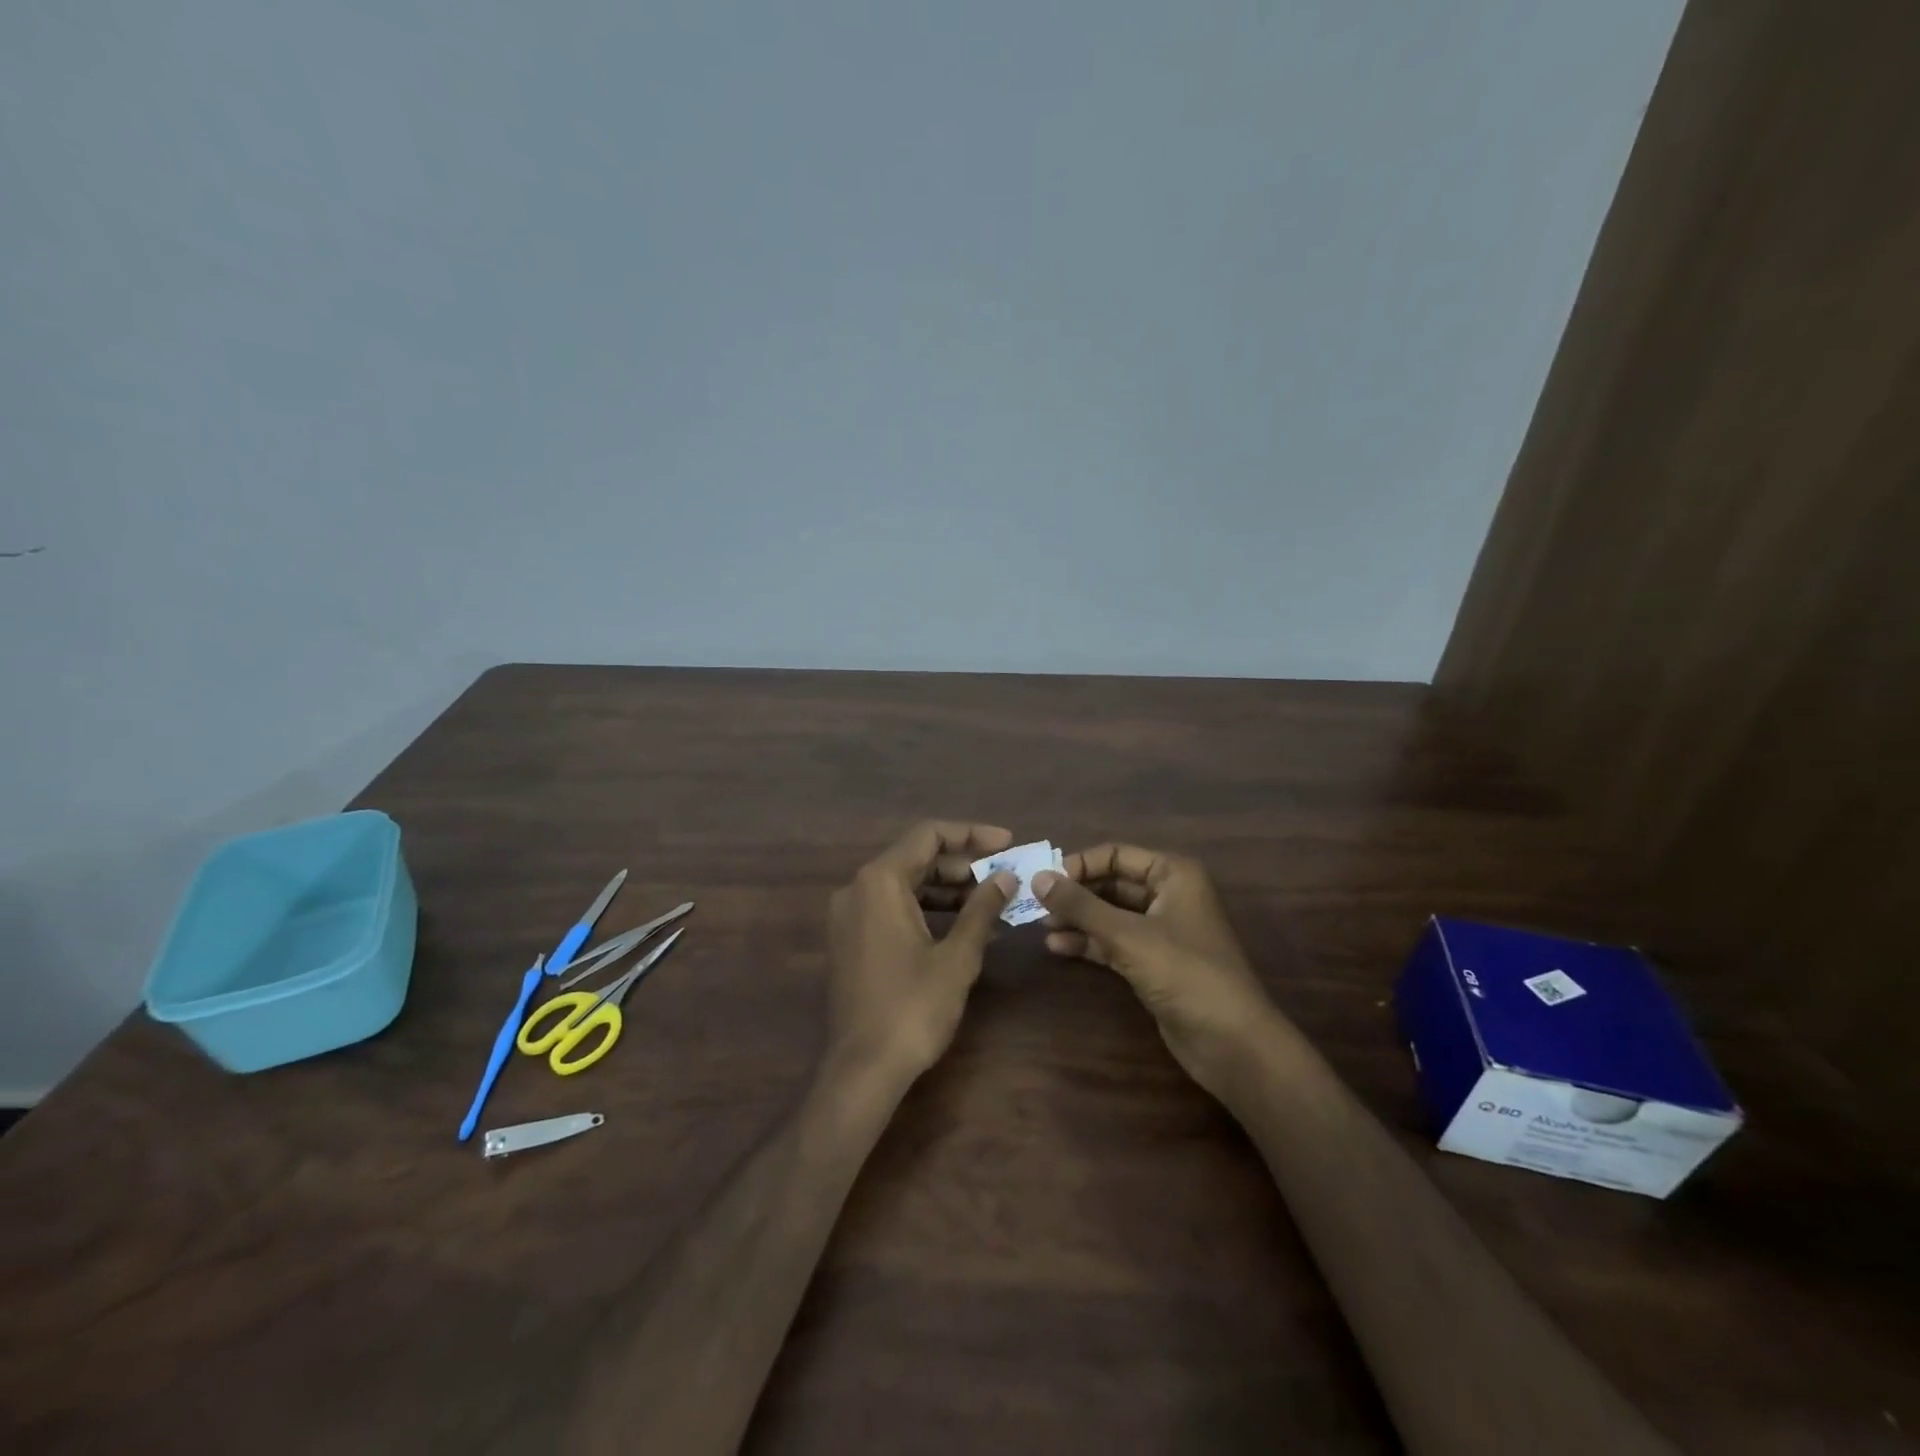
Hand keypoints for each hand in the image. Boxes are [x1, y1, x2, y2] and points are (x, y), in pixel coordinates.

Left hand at [825, 821, 1015, 1090]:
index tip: (1007, 843)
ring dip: (948, 889)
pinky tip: (962, 926)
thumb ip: (982, 909)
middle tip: (1005, 876)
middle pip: (916, 858)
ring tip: (992, 901)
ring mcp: (849, 915)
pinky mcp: (850, 940)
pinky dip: (927, 910)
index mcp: (880, 881)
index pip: (928, 835)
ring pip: (905, 884)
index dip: (971, 834)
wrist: (862, 1069)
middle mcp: (858, 888)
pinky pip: (892, 908)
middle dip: (963, 865)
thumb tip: (1006, 878)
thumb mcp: (957, 956)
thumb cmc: (913, 1008)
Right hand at [1035, 844, 1285, 1096]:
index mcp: (1173, 874)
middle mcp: (1168, 895)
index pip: (1116, 854)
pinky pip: (1114, 942)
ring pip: (1110, 914)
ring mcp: (1161, 930)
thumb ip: (1081, 906)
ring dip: (1078, 919)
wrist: (1231, 1042)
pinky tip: (1059, 948)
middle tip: (1035, 905)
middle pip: (1111, 883)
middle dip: (1075, 894)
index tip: (1044, 882)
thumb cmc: (1185, 973)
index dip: (1079, 865)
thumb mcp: (1128, 935)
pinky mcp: (1154, 963)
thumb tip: (1037, 877)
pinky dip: (1089, 943)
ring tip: (1041, 927)